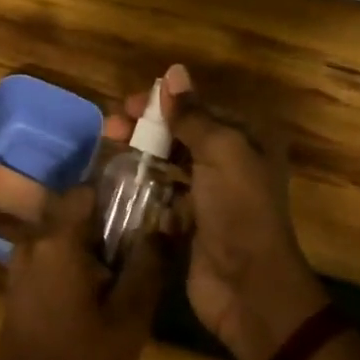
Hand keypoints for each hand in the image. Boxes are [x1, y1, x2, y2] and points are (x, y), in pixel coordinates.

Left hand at [0, 185, 164, 359]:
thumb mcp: (128, 319)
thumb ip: (146, 267)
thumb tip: (162, 228)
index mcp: (57, 240)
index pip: (85, 191)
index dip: (116, 194)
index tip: (144, 207)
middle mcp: (33, 242)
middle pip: (74, 213)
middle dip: (107, 223)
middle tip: (140, 244)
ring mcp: (20, 264)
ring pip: (61, 236)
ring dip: (90, 245)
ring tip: (123, 269)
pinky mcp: (18, 285)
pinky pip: (49, 255)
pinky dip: (73, 261)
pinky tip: (96, 290)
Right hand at [116, 65, 325, 359]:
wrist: (249, 287)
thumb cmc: (238, 210)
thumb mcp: (220, 152)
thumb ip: (192, 115)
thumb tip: (172, 72)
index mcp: (247, 140)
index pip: (199, 108)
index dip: (164, 103)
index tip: (129, 104)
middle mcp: (232, 162)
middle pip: (182, 133)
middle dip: (147, 127)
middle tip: (111, 127)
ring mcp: (212, 194)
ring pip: (171, 162)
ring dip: (142, 154)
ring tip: (110, 149)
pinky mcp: (193, 222)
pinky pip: (165, 194)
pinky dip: (146, 186)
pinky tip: (121, 182)